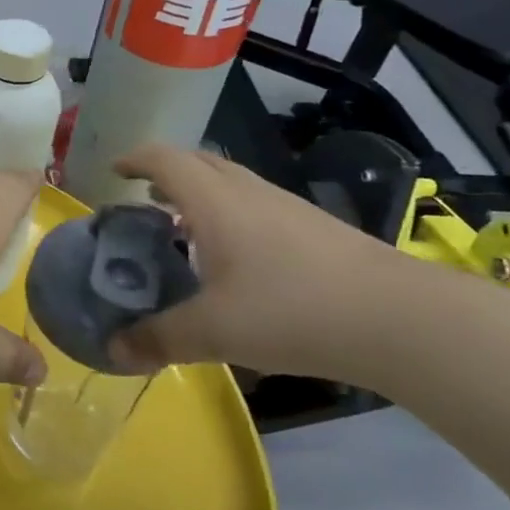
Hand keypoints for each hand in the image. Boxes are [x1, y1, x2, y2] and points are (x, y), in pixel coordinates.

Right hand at [107, 145, 417, 384]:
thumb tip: (112, 350)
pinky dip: (228, 214)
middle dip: (165, 173)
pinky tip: (234, 260)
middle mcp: (247, 192)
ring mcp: (285, 206)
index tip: (114, 172)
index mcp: (214, 201)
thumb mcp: (214, 331)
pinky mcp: (313, 227)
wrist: (398, 318)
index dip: (135, 159)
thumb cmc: (291, 310)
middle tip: (144, 200)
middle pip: (198, 163)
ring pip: (230, 183)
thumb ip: (159, 338)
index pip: (164, 160)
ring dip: (199, 194)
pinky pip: (255, 205)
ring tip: (182, 229)